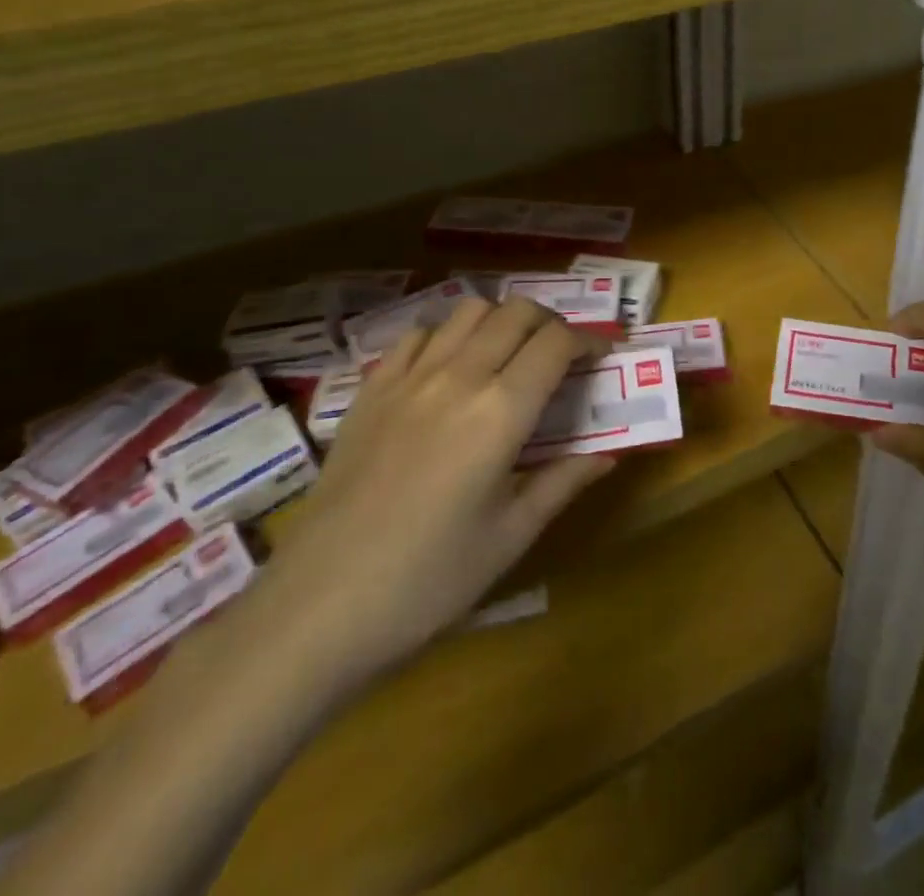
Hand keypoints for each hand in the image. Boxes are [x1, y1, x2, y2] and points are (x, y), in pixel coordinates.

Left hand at [254, 296, 615, 701]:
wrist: (315, 611)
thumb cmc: (427, 582)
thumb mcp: (510, 537)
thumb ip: (563, 483)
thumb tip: (607, 456)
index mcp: (500, 413)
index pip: (556, 343)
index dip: (589, 340)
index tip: (602, 356)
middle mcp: (458, 377)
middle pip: (517, 312)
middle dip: (551, 323)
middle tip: (561, 356)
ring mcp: (408, 379)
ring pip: (468, 310)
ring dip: (501, 321)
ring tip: (509, 356)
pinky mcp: (370, 391)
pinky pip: (417, 335)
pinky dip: (447, 337)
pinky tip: (448, 370)